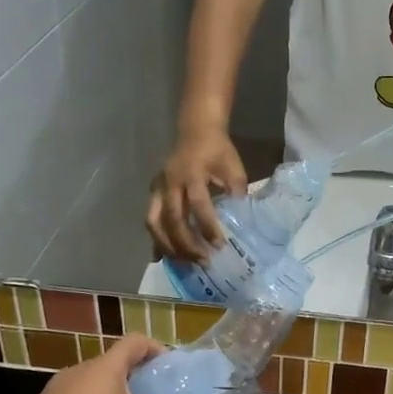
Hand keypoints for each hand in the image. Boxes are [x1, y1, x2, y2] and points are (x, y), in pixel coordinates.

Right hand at [147, 125, 246, 262]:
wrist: (196, 130)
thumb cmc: (217, 149)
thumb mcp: (233, 167)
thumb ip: (236, 191)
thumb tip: (242, 220)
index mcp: (191, 173)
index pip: (198, 204)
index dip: (207, 226)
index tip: (219, 245)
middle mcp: (170, 183)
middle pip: (172, 219)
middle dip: (186, 243)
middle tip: (203, 261)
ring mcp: (157, 188)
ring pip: (155, 223)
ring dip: (168, 246)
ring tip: (185, 263)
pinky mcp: (153, 193)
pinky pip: (151, 220)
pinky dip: (156, 240)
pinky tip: (163, 257)